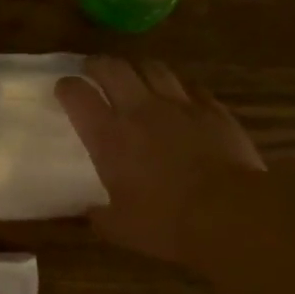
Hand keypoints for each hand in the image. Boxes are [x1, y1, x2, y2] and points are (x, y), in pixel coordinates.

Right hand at [56, 55, 264, 263]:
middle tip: (94, 69)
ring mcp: (179, 105)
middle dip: (98, 64)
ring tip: (136, 75)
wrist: (229, 214)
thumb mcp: (121, 229)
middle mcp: (139, 110)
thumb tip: (90, 211)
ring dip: (139, 68)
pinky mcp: (212, 109)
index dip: (67, 87)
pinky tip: (180, 97)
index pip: (77, 95)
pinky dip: (179, 88)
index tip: (64, 89)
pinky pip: (190, 86)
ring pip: (153, 68)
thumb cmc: (166, 223)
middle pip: (113, 68)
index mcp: (109, 136)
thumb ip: (101, 216)